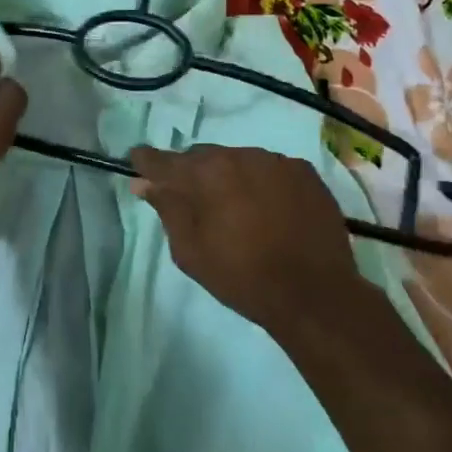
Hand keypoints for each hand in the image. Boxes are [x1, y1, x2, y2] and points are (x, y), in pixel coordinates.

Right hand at [130, 145, 375, 339]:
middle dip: (192, 173)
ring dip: (230, 176)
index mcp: (204, 174)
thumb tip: (143, 183)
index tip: (137, 162)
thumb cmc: (242, 277)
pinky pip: (271, 169)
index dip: (147, 161)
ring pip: (239, 160)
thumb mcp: (190, 252)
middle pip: (202, 157)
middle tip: (193, 199)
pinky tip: (269, 208)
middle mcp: (237, 155)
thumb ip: (167, 210)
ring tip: (236, 207)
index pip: (163, 160)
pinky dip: (263, 182)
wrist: (315, 295)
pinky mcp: (305, 172)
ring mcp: (274, 161)